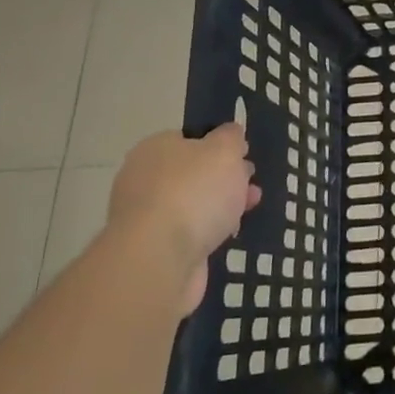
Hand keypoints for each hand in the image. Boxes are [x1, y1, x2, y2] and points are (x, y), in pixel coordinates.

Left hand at [109, 124, 260, 313]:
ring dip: (220, 206)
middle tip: (250, 184)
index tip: (244, 155)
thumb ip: (231, 138)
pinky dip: (208, 232)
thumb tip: (230, 133)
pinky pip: (188, 233)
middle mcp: (144, 180)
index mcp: (155, 149)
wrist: (159, 260)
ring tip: (249, 210)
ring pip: (192, 204)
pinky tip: (228, 235)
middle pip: (192, 172)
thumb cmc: (193, 192)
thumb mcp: (224, 150)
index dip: (219, 144)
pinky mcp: (154, 250)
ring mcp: (147, 217)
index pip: (189, 139)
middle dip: (224, 177)